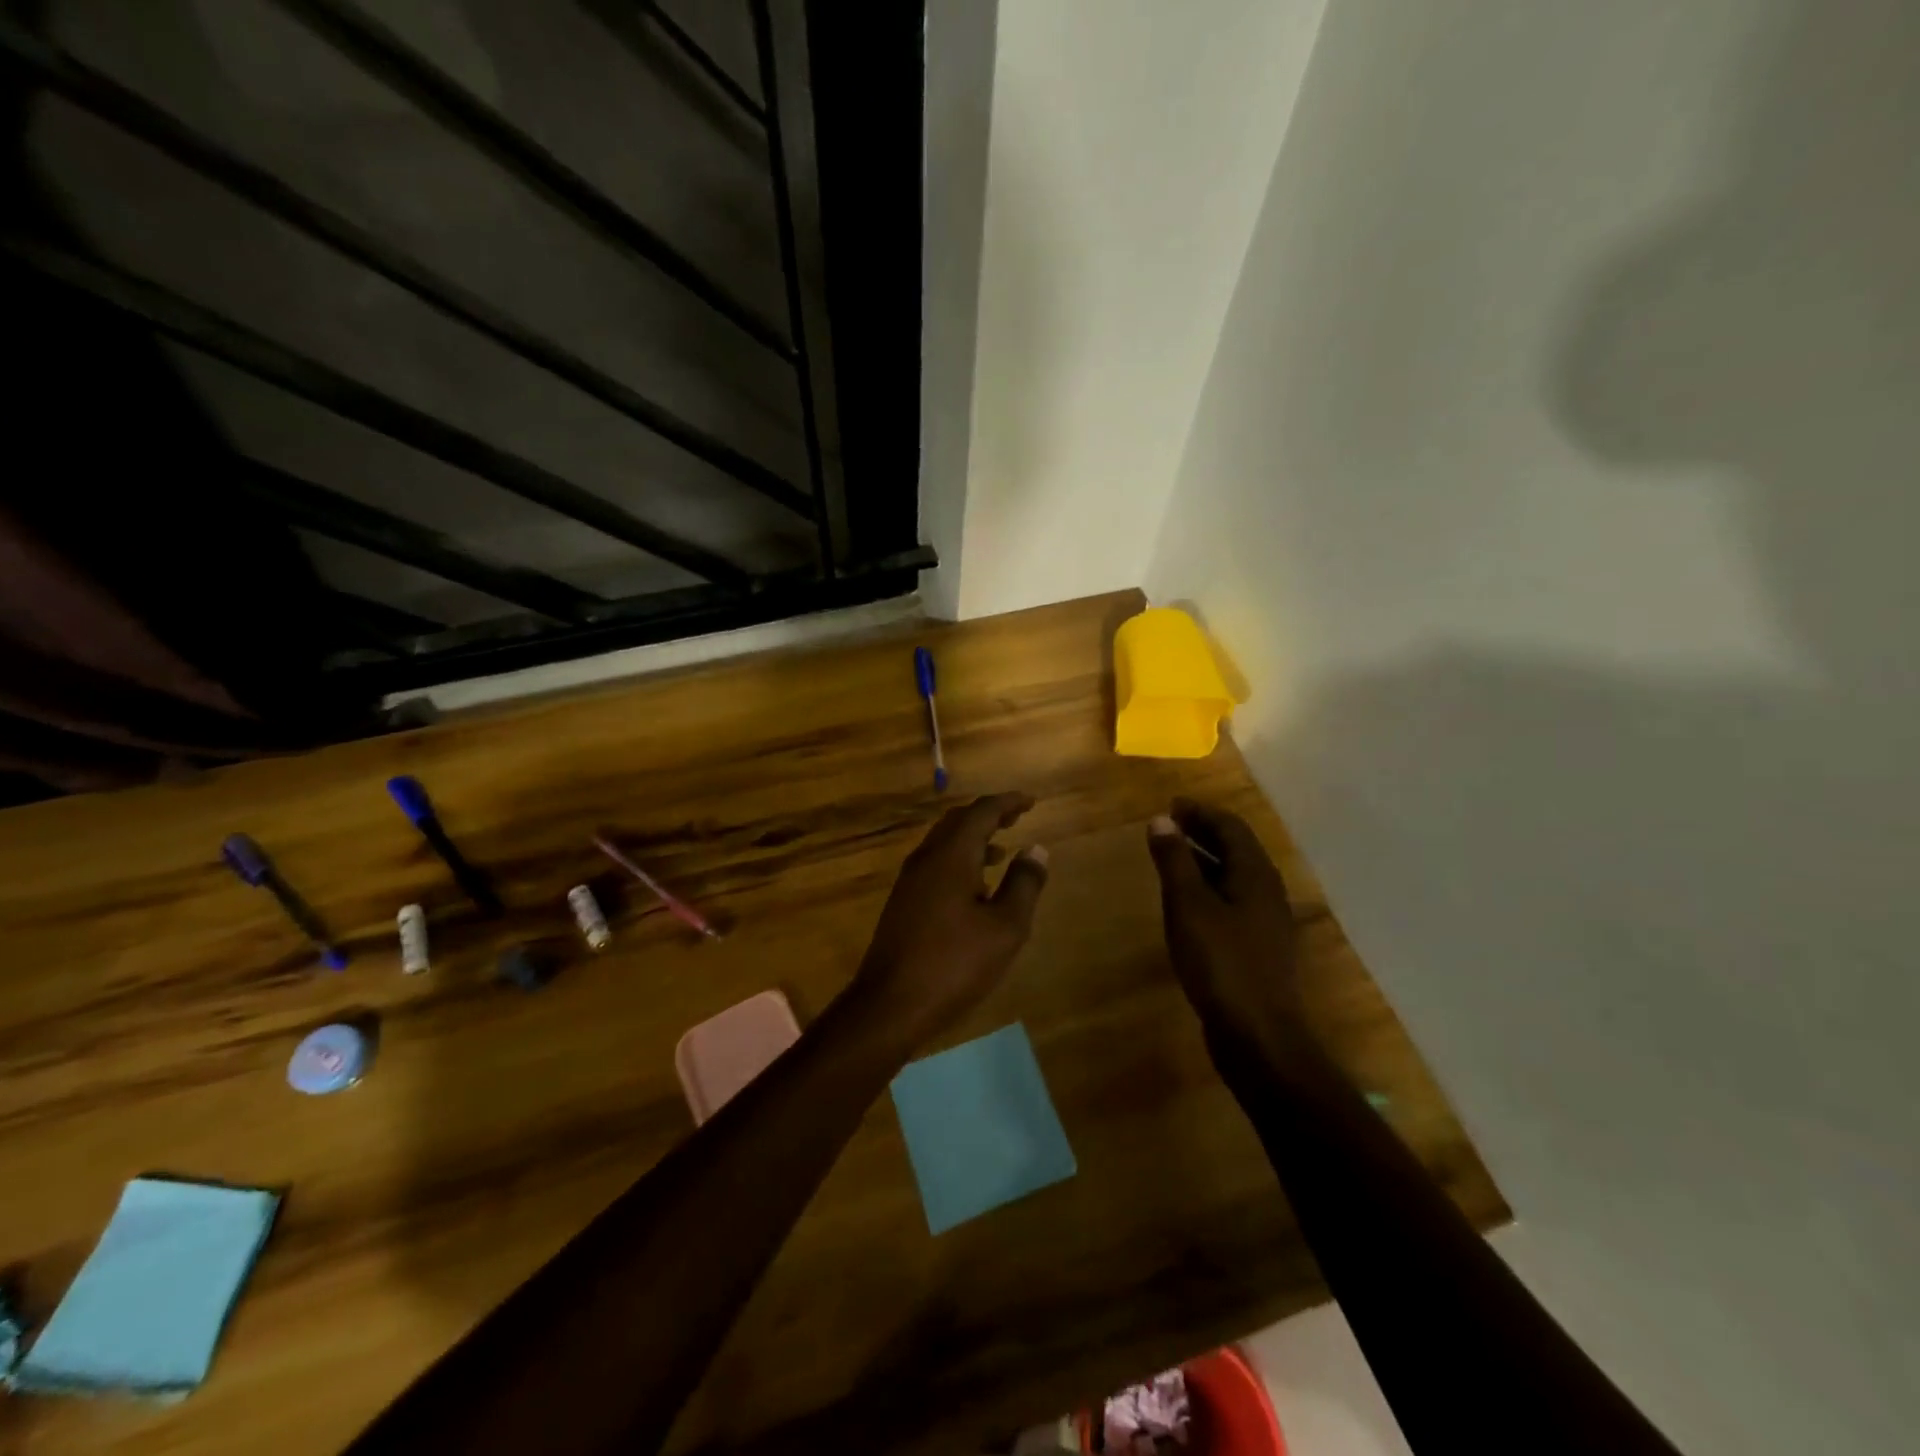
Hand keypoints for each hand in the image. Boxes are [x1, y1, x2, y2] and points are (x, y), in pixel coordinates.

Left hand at [848, 793, 1048, 1043]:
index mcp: (951, 856)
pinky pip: (935, 864)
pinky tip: (975, 889)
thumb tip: (1036, 849)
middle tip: (1016, 818)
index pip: (981, 812)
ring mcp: (910, 881)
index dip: (1008, 803)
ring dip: (973, 839)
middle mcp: (927, 858)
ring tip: (1002, 852)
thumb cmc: (954, 964)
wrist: (889, 1005)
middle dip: (988, 815)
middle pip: (958, 821)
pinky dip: (959, 860)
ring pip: (944, 843)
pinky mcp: (903, 902)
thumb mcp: (1005, 928)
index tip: (1031, 802)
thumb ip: (1024, 884)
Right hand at [1147, 800, 1305, 1052]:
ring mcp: (1265, 922)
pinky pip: (1232, 902)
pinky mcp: (1257, 947)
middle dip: (1203, 832)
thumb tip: (1161, 820)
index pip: (1231, 826)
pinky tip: (1187, 904)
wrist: (1259, 1035)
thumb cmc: (1221, 963)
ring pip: (1233, 877)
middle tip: (1169, 826)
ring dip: (1204, 860)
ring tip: (1172, 857)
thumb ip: (1175, 860)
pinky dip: (1208, 889)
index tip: (1171, 805)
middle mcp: (1266, 891)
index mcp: (1255, 875)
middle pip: (1236, 849)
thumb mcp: (1189, 906)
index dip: (1201, 812)